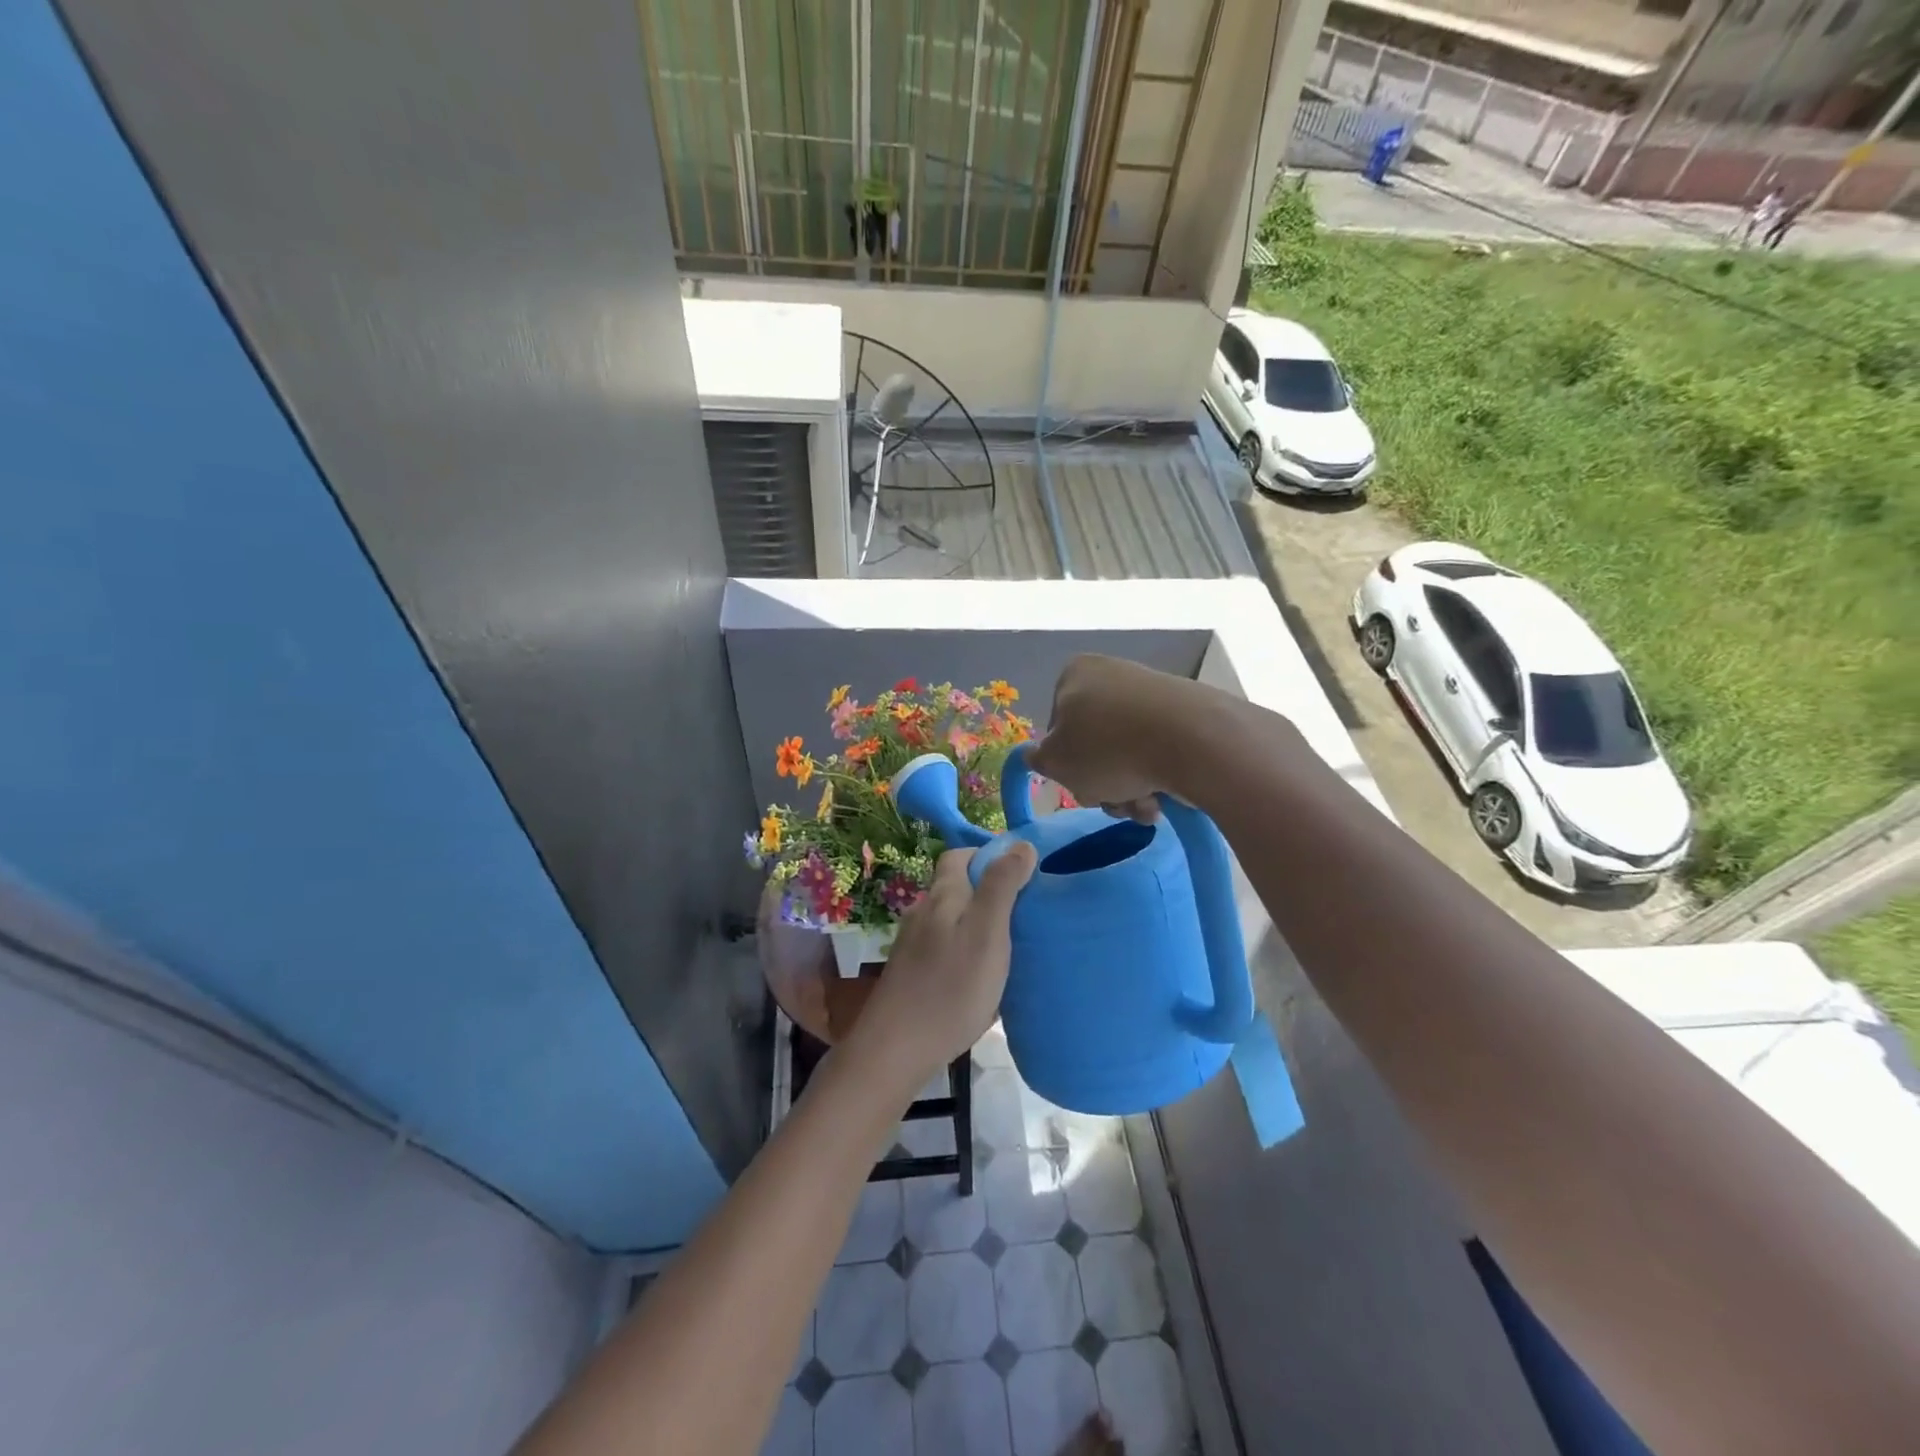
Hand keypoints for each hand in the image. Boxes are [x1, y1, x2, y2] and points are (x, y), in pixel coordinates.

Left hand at [848, 844, 1036, 1091]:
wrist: (895, 1049)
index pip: (959, 855)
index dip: (989, 856)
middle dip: (988, 891)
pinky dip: (965, 951)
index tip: (1022, 874)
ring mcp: (913, 944)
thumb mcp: (987, 932)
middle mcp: (923, 912)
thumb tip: (1020, 844)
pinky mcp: (911, 973)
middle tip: (1024, 912)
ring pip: (951, 920)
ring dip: (978, 923)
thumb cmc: (950, 987)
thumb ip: (1002, 886)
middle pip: (956, 887)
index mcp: (942, 895)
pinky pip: (944, 948)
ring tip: (1010, 945)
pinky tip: (981, 976)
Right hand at [1026, 654, 1205, 822]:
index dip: (1065, 762)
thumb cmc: (1108, 748)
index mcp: (1075, 674)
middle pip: (1095, 744)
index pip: (1056, 726)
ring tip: (1144, 805)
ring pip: (1127, 754)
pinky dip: (1158, 777)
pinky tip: (1166, 796)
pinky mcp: (1186, 712)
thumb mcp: (1056, 761)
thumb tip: (1034, 755)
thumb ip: (1038, 759)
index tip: (1079, 782)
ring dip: (1129, 788)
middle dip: (1102, 782)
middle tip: (1113, 800)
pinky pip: (1159, 750)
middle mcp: (1113, 674)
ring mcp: (1152, 692)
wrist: (1193, 740)